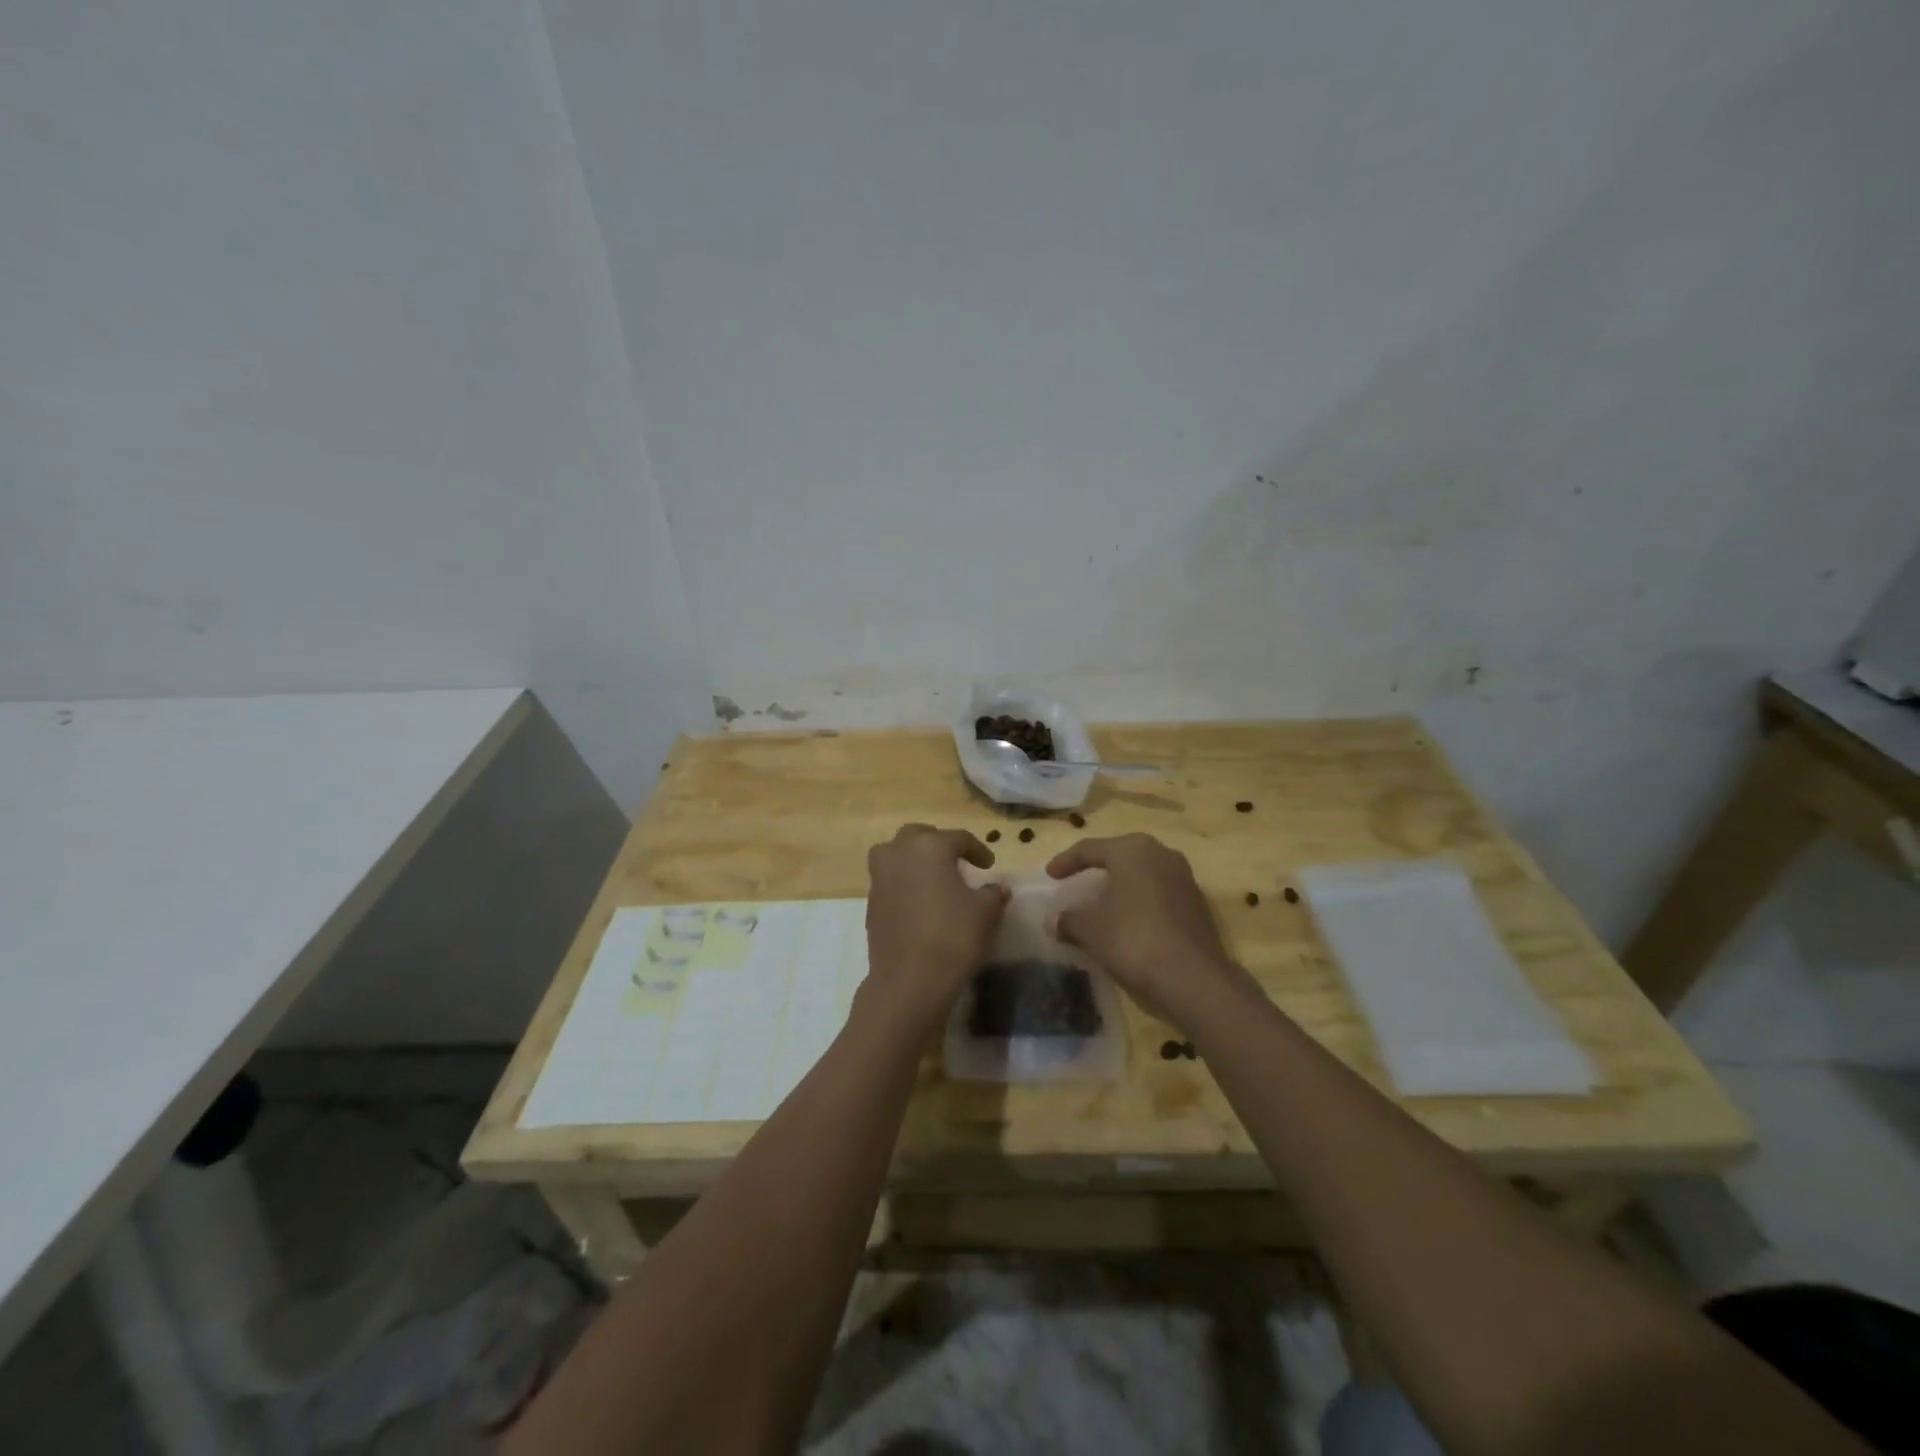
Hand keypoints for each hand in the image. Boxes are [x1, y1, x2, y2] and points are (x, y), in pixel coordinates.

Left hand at [863, 824, 1008, 1029]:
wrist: (910, 978)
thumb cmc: (953, 935)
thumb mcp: (985, 912)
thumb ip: (993, 893)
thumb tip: (998, 887)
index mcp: (930, 846)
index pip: (958, 838)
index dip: (977, 850)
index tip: (989, 865)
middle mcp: (900, 853)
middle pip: (918, 836)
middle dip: (938, 842)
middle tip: (956, 859)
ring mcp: (880, 877)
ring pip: (895, 853)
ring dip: (913, 858)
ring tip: (932, 876)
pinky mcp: (871, 902)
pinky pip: (888, 880)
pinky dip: (903, 882)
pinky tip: (918, 901)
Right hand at [1046, 834, 1248, 1027]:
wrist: (1194, 978)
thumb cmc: (1134, 940)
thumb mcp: (1090, 930)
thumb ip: (1068, 919)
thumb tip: (1054, 920)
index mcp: (1132, 850)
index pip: (1089, 849)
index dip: (1065, 861)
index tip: (1049, 875)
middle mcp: (1161, 853)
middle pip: (1119, 855)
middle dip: (1097, 868)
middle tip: (1077, 880)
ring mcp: (1184, 877)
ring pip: (1142, 873)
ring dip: (1120, 885)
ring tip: (1102, 901)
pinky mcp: (1197, 902)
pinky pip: (1158, 891)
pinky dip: (1139, 900)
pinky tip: (1129, 920)